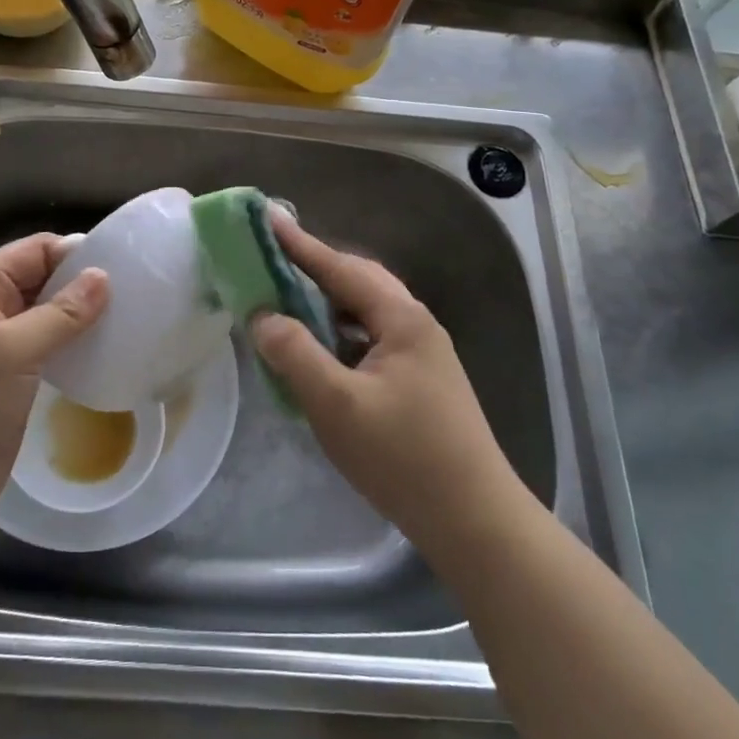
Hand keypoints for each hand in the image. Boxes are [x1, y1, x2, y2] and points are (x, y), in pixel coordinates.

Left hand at [0, 234, 107, 567]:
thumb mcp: (5, 353)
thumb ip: (57, 314)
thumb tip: (103, 276)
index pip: (37, 250)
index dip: (78, 252)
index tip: (129, 265)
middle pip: (48, 281)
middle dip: (88, 285)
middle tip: (144, 295)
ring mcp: (4, 353)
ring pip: (54, 320)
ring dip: (88, 320)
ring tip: (137, 323)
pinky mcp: (16, 388)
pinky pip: (54, 356)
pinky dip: (80, 352)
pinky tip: (112, 357)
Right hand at [251, 211, 521, 565]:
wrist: (475, 521)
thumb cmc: (403, 458)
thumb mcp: (337, 405)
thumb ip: (295, 354)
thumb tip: (263, 316)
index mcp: (401, 319)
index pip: (341, 269)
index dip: (300, 245)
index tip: (268, 218)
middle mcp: (416, 324)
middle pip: (359, 281)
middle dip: (316, 267)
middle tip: (274, 258)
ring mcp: (424, 354)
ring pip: (367, 311)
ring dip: (329, 301)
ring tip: (290, 298)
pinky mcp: (422, 381)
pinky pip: (372, 338)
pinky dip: (341, 332)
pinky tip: (323, 349)